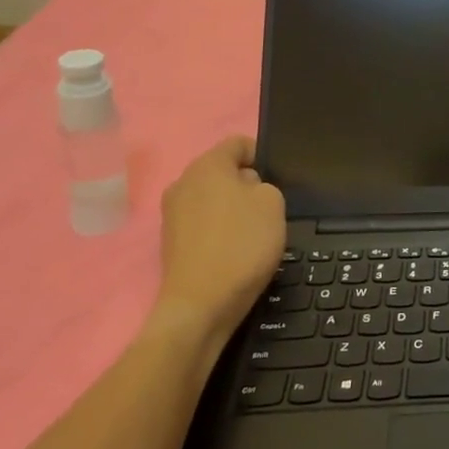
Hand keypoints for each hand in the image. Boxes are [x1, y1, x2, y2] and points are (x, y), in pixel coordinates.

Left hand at [157, 135, 285, 344]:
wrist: (201, 304)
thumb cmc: (242, 243)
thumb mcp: (274, 203)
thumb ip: (264, 185)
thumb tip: (247, 190)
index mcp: (207, 165)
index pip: (238, 143)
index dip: (262, 155)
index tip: (278, 178)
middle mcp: (183, 183)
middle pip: (223, 171)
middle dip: (246, 184)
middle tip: (270, 207)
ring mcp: (172, 214)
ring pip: (212, 198)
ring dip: (233, 208)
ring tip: (254, 232)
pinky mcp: (171, 242)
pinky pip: (203, 223)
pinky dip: (220, 230)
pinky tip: (236, 250)